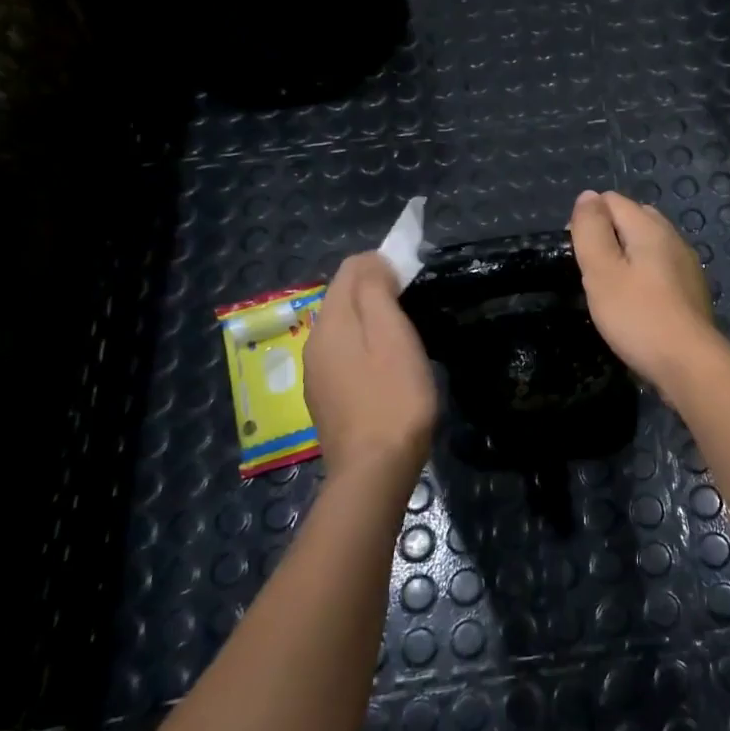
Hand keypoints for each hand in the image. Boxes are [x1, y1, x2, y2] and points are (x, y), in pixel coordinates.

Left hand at [304, 252, 436, 481]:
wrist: (375, 469)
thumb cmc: (393, 397)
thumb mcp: (392, 334)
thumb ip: (376, 290)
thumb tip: (372, 261)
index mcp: (329, 321)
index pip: (349, 269)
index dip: (382, 263)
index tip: (414, 280)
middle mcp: (314, 342)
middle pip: (344, 298)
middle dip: (376, 291)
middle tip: (415, 309)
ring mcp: (317, 374)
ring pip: (344, 328)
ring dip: (372, 322)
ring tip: (406, 339)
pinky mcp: (327, 398)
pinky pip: (345, 356)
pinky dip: (365, 349)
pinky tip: (387, 371)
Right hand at [568, 189, 718, 389]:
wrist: (689, 363)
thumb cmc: (637, 316)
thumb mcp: (602, 271)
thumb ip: (591, 230)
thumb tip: (588, 196)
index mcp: (650, 228)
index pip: (612, 200)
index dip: (588, 220)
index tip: (578, 255)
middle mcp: (673, 238)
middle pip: (634, 218)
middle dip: (608, 235)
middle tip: (592, 272)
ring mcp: (687, 265)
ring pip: (649, 245)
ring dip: (626, 257)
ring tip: (610, 289)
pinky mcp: (692, 291)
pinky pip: (661, 269)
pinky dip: (644, 276)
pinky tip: (636, 304)